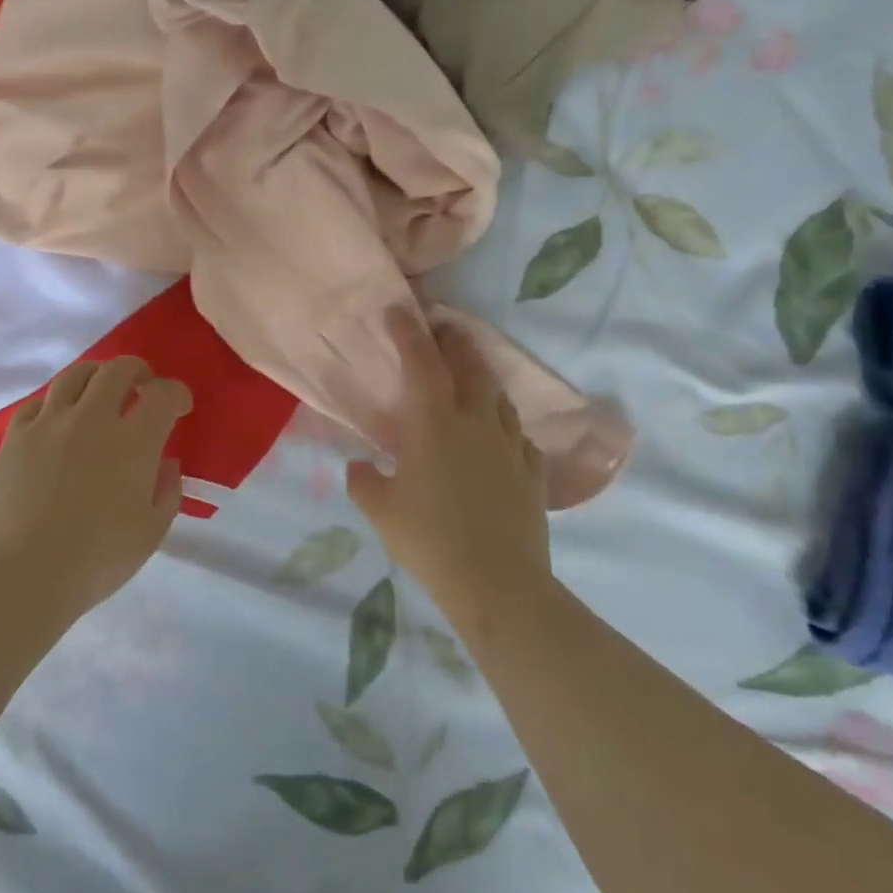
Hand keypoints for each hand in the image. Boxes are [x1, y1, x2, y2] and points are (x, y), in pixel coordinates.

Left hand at [0, 357, 191, 617]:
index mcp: (133, 441)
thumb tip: (165, 462)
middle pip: (119, 369)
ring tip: (101, 392)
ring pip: (76, 375)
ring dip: (97, 376)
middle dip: (139, 372)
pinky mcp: (16, 436)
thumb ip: (167, 490)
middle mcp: (92, 418)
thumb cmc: (96, 560)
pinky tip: (59, 420)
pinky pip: (39, 402)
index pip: (163, 394)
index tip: (180, 407)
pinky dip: (57, 403)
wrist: (22, 576)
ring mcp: (50, 423)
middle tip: (143, 388)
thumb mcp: (151, 532)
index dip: (177, 393)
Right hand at [346, 310, 550, 610]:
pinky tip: (500, 437)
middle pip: (470, 367)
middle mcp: (476, 422)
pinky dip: (505, 426)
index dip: (409, 332)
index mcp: (434, 423)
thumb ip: (364, 482)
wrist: (497, 584)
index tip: (399, 308)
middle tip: (443, 329)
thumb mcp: (381, 511)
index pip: (421, 363)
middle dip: (455, 342)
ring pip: (498, 397)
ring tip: (470, 378)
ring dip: (482, 379)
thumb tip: (359, 467)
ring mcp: (510, 446)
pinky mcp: (532, 473)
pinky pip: (519, 436)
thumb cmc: (429, 540)